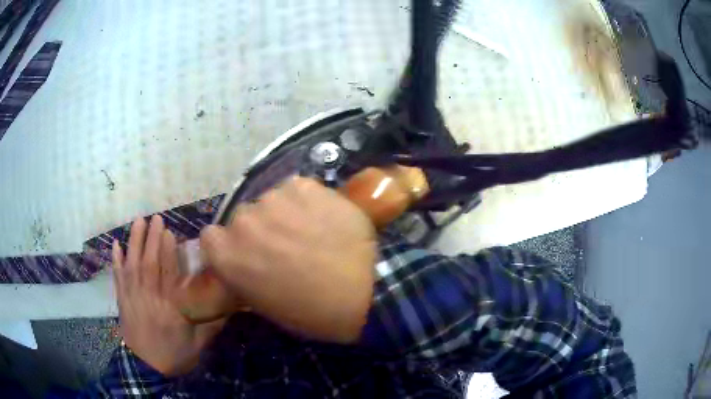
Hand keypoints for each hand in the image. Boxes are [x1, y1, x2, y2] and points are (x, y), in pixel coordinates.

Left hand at [112, 216, 223, 376]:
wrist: (147, 368)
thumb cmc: (174, 355)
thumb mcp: (198, 345)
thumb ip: (211, 324)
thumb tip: (232, 307)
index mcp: (170, 308)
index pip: (168, 274)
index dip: (166, 252)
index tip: (168, 231)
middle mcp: (150, 297)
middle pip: (149, 264)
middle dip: (151, 238)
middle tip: (154, 217)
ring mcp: (133, 297)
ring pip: (132, 265)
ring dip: (134, 242)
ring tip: (137, 221)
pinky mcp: (122, 300)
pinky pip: (118, 277)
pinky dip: (116, 260)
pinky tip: (115, 245)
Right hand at [200, 177, 376, 343]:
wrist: (366, 292)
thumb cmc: (313, 312)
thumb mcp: (266, 305)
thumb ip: (244, 275)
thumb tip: (244, 261)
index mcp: (227, 255)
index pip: (212, 237)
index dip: (230, 244)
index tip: (247, 253)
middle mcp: (242, 221)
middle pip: (243, 217)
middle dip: (259, 229)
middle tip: (284, 244)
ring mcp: (273, 199)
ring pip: (270, 201)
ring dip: (284, 213)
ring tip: (310, 231)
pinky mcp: (303, 186)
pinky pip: (296, 189)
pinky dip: (306, 201)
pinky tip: (323, 217)